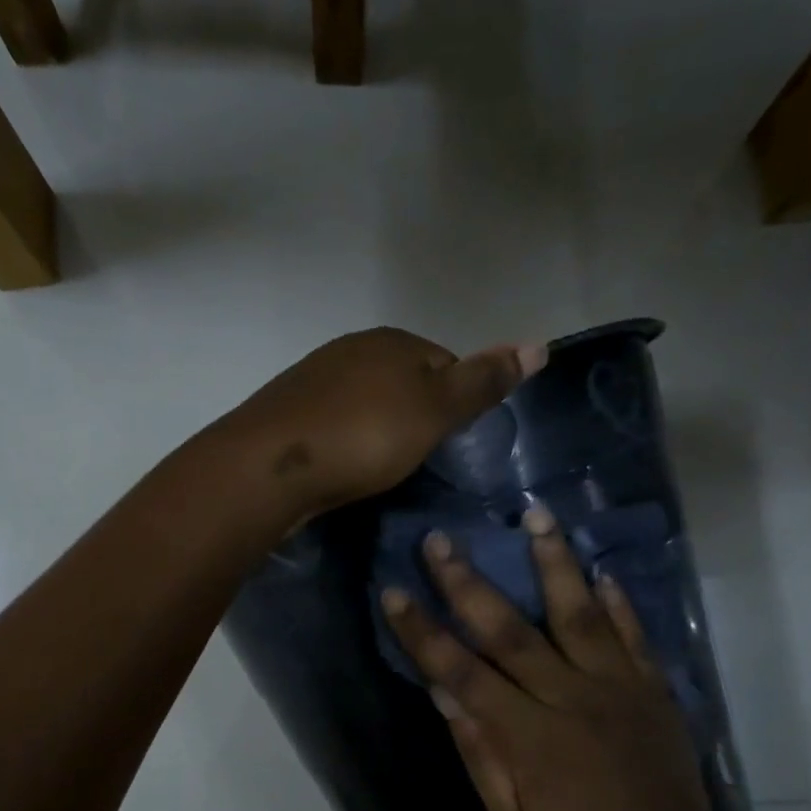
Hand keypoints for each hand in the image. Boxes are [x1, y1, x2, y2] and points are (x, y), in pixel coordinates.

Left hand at [219, 329, 546, 526]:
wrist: (271, 467)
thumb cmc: (364, 435)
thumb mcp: (435, 409)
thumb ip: (482, 381)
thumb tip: (539, 344)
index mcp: (390, 341)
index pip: (443, 362)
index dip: (455, 401)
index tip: (452, 442)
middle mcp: (350, 350)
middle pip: (402, 381)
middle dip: (415, 416)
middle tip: (419, 459)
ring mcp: (313, 380)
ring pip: (365, 403)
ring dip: (378, 430)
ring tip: (381, 469)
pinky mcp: (288, 414)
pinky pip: (333, 424)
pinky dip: (346, 442)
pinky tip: (344, 467)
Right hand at [381, 507, 735, 810]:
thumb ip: (481, 753)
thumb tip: (443, 692)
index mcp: (531, 737)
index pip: (462, 671)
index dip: (423, 632)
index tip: (393, 592)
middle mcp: (573, 701)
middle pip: (510, 630)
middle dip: (469, 582)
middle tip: (440, 539)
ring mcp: (621, 691)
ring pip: (578, 614)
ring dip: (553, 563)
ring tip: (534, 515)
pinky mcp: (656, 693)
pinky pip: (634, 636)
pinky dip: (617, 602)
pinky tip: (599, 570)